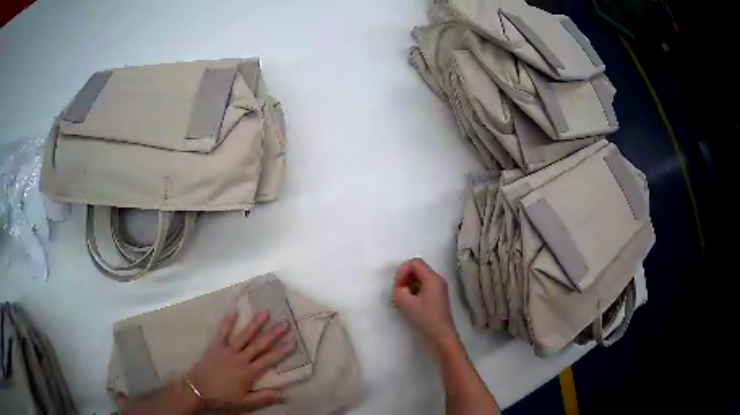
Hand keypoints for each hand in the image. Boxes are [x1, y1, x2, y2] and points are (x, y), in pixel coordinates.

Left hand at [186, 311, 295, 411]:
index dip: (282, 351)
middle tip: (284, 323)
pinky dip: (228, 322)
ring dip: (255, 324)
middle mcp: (240, 358)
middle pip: (259, 345)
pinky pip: (222, 332)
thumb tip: (286, 394)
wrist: (197, 390)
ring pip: (244, 335)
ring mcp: (227, 350)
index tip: (293, 341)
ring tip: (265, 313)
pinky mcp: (215, 346)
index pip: (269, 360)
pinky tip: (234, 311)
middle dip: (273, 334)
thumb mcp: (245, 403)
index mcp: (249, 372)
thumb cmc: (222, 398)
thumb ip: (265, 397)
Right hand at [392, 258, 458, 348]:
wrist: (440, 334)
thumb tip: (400, 285)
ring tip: (401, 298)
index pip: (414, 263)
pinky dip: (414, 290)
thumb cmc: (425, 318)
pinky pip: (423, 285)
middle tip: (398, 291)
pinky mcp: (437, 295)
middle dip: (405, 277)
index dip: (403, 271)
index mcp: (432, 278)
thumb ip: (399, 289)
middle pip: (418, 269)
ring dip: (409, 284)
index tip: (398, 286)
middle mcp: (437, 279)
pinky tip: (408, 302)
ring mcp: (439, 287)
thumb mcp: (406, 303)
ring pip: (420, 277)